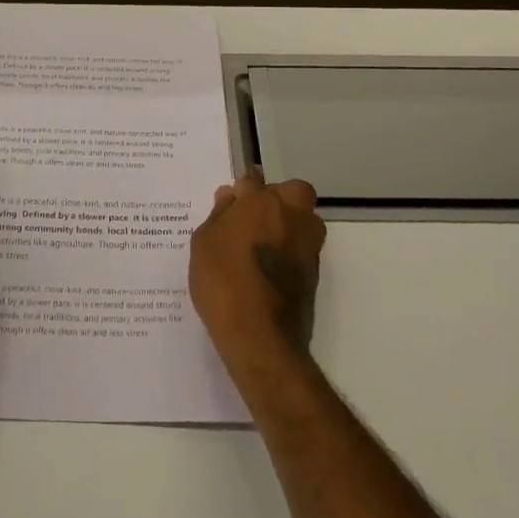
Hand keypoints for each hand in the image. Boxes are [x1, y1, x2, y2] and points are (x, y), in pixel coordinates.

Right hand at [190, 170, 324, 365]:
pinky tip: (269, 266)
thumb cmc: (223, 283)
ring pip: (305, 218)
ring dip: (290, 221)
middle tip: (254, 216)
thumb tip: (230, 197)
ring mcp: (307, 244)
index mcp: (261, 202)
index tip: (232, 200)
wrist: (261, 338)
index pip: (252, 179)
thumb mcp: (204, 244)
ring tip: (264, 242)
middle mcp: (291, 215)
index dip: (242, 188)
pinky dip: (291, 249)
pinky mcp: (315, 271)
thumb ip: (218, 215)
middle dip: (278, 197)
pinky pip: (303, 246)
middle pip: (293, 191)